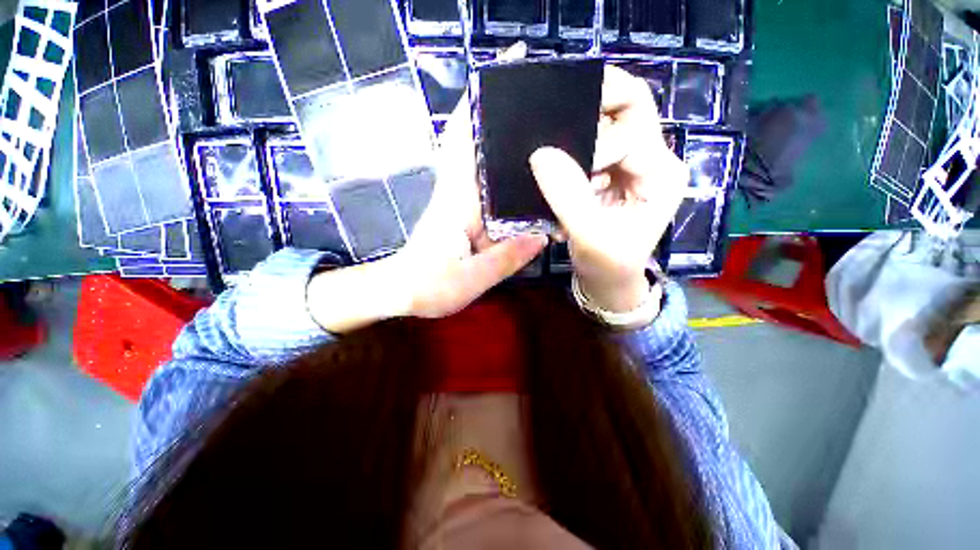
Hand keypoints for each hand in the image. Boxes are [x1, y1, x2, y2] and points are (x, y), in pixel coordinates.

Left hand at [308, 44, 544, 332]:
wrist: (402, 292)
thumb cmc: (427, 287)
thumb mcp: (468, 280)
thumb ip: (504, 259)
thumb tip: (542, 236)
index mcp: (457, 200)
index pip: (465, 137)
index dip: (481, 100)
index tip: (508, 67)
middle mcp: (460, 192)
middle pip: (481, 141)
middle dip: (509, 114)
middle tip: (553, 101)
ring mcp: (465, 202)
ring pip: (490, 163)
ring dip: (515, 144)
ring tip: (557, 135)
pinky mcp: (469, 214)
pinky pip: (494, 188)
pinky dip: (514, 177)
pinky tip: (540, 183)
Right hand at [530, 65, 688, 311]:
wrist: (609, 280)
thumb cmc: (608, 264)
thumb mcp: (589, 235)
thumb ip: (568, 196)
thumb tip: (540, 154)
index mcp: (660, 173)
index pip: (630, 129)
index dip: (594, 141)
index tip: (561, 165)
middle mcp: (654, 158)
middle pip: (629, 107)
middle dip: (593, 103)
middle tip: (555, 113)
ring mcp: (634, 162)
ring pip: (610, 121)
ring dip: (580, 128)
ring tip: (555, 146)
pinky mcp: (615, 171)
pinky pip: (595, 143)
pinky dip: (575, 146)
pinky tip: (560, 165)